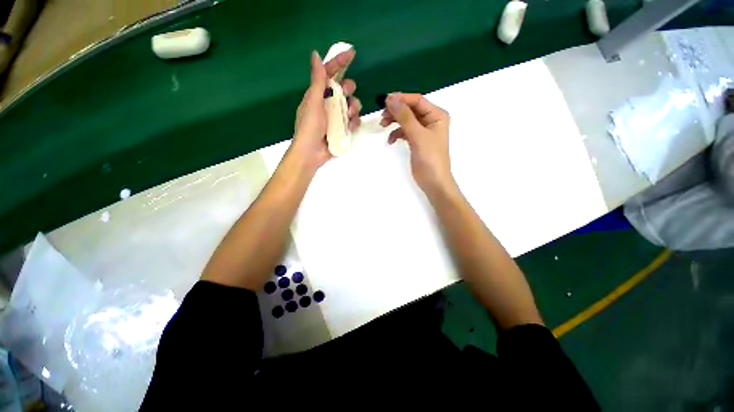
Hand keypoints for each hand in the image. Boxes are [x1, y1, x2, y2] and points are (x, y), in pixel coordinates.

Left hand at [291, 50, 360, 168]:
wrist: (312, 153)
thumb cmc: (310, 126)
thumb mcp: (313, 101)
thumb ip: (317, 80)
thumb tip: (315, 55)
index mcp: (318, 94)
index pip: (329, 74)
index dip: (340, 63)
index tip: (352, 54)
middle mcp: (328, 103)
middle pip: (343, 89)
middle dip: (348, 89)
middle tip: (346, 93)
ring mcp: (336, 117)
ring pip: (351, 105)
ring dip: (353, 108)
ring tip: (349, 116)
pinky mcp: (342, 129)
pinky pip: (353, 121)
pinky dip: (354, 122)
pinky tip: (352, 127)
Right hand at [381, 93, 453, 195]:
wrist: (433, 181)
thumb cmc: (430, 157)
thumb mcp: (418, 135)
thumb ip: (405, 117)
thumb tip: (391, 99)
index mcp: (436, 115)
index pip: (417, 101)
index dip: (401, 98)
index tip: (385, 100)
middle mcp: (430, 120)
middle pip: (410, 109)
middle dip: (396, 111)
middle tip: (382, 115)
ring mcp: (423, 131)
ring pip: (406, 120)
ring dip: (394, 121)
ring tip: (383, 125)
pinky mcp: (416, 141)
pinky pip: (404, 131)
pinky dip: (396, 133)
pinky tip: (391, 140)